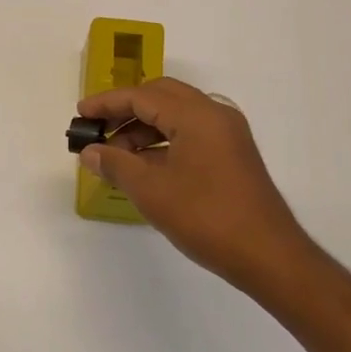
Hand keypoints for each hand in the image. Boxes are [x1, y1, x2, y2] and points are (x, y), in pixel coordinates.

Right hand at [78, 76, 310, 294]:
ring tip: (117, 155)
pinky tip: (145, 166)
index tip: (81, 115)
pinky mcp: (233, 153)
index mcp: (196, 115)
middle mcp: (215, 114)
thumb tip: (90, 152)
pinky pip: (191, 132)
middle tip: (99, 129)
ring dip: (144, 127)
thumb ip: (117, 165)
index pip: (142, 95)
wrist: (269, 256)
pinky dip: (164, 141)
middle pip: (161, 96)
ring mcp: (228, 134)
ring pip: (176, 114)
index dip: (108, 103)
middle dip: (126, 110)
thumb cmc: (207, 218)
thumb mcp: (152, 191)